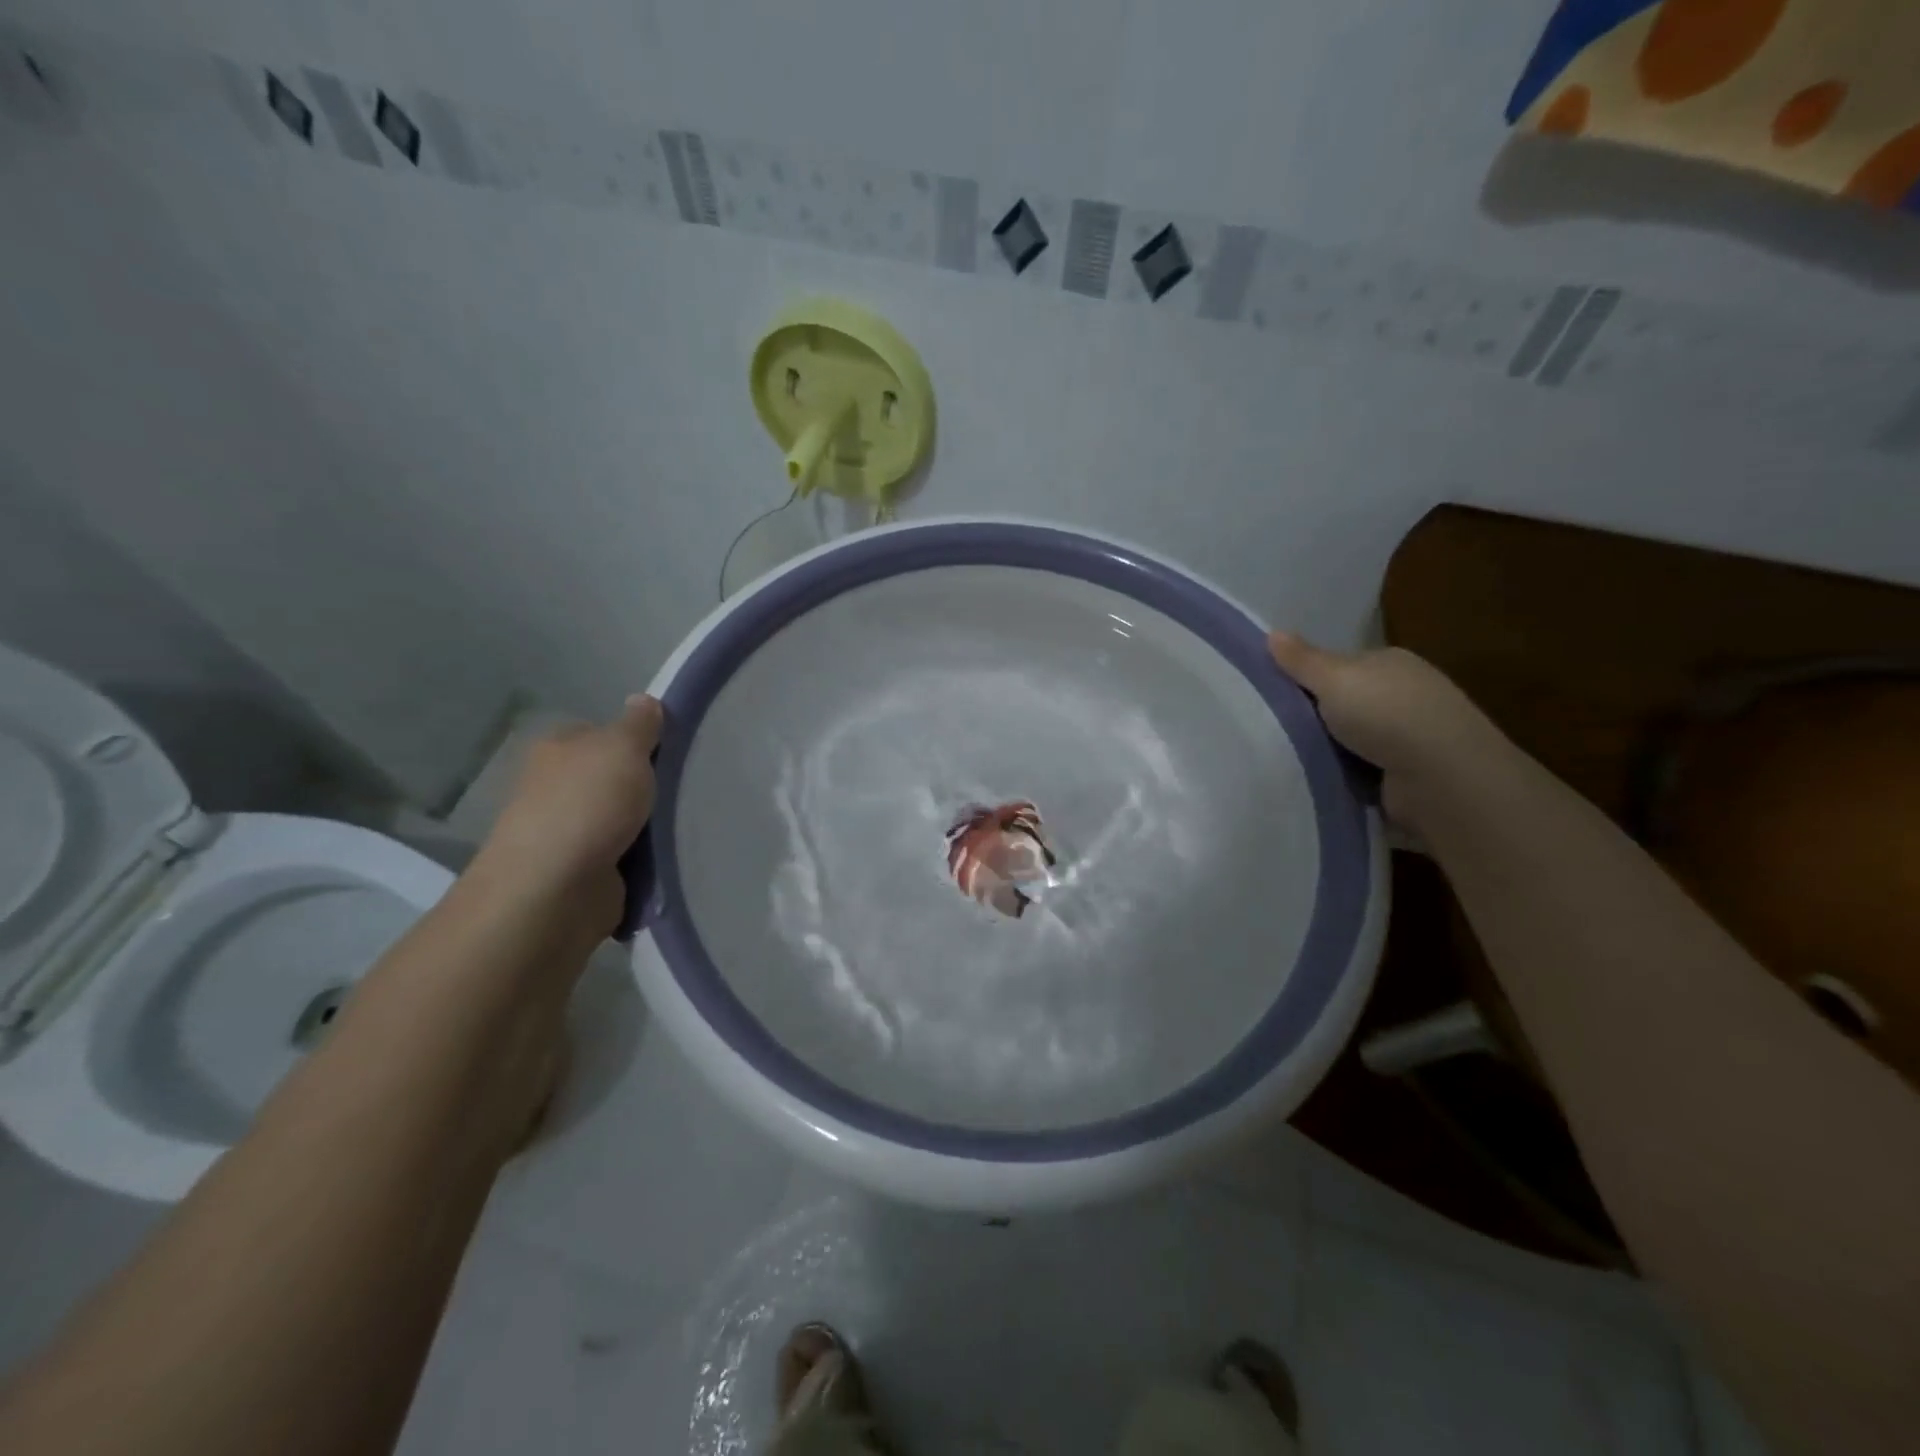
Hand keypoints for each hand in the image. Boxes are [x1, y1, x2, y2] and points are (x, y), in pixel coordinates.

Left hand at [467, 695, 663, 937]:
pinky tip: (668, 858)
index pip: (602, 734)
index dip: (637, 740)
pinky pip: (624, 857)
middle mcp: (556, 788)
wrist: (555, 890)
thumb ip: (639, 723)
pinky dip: (643, 860)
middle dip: (645, 787)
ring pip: (622, 819)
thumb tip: (643, 700)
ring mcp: (566, 833)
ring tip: (687, 826)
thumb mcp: (622, 747)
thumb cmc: (588, 805)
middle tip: (686, 789)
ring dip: (648, 826)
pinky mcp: (581, 873)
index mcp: (557, 749)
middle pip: (613, 778)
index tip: (672, 753)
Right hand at [1267, 632, 1507, 827]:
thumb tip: (1272, 633)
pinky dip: (1342, 774)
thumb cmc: (1386, 715)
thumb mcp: (1334, 679)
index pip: (1339, 665)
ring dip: (1326, 749)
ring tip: (1285, 757)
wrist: (1441, 778)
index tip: (1273, 694)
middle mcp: (1403, 694)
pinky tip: (1317, 778)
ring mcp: (1408, 736)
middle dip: (1314, 715)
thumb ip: (1302, 661)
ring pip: (1349, 738)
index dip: (1307, 677)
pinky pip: (1360, 769)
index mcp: (1391, 663)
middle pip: (1343, 702)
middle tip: (1272, 727)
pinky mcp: (1406, 773)